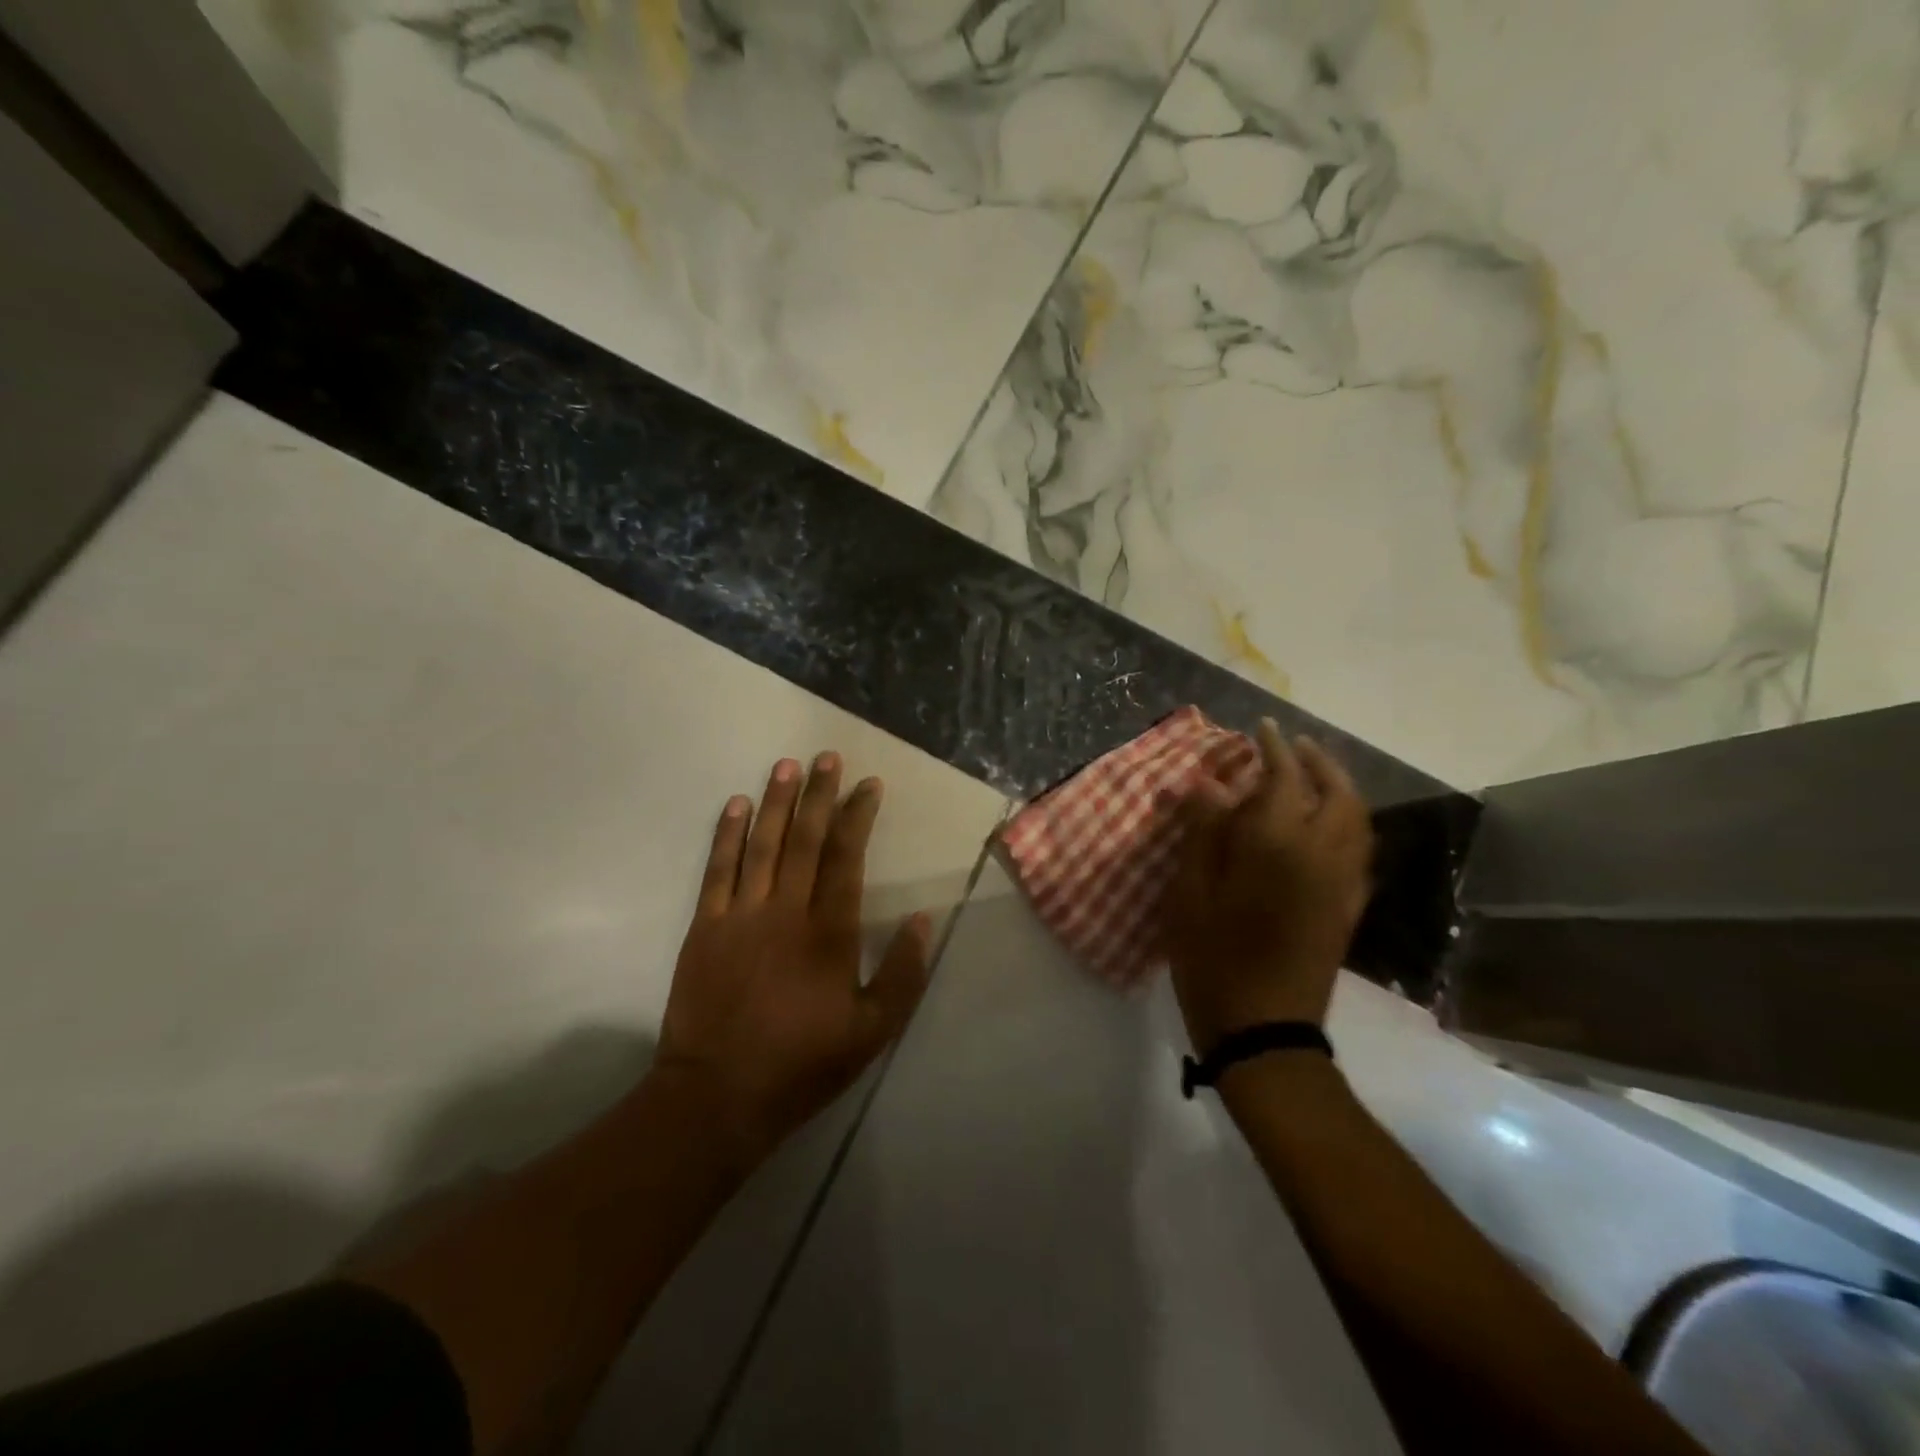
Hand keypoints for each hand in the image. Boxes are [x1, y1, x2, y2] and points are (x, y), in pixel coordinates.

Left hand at [651, 753, 931, 1172]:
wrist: (719, 1094)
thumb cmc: (803, 1063)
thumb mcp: (873, 1031)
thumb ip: (904, 974)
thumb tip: (924, 920)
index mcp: (829, 932)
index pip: (846, 857)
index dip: (857, 816)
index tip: (867, 785)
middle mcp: (786, 911)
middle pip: (804, 839)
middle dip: (818, 794)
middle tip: (826, 756)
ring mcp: (740, 915)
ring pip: (761, 844)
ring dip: (775, 802)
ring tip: (786, 766)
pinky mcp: (704, 927)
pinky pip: (717, 870)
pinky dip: (727, 835)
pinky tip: (736, 806)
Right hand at [1161, 721, 1372, 1051]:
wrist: (1264, 1030)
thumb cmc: (1213, 959)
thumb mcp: (1190, 893)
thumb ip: (1203, 832)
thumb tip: (1209, 783)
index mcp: (1278, 845)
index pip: (1284, 778)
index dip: (1273, 749)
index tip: (1261, 728)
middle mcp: (1322, 854)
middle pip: (1336, 792)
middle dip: (1317, 761)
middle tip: (1293, 746)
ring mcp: (1343, 882)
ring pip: (1357, 819)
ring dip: (1338, 787)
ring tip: (1312, 776)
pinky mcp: (1349, 908)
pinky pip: (1360, 849)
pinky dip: (1348, 821)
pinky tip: (1326, 826)